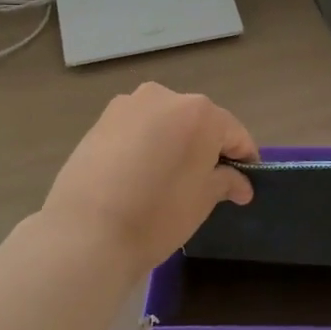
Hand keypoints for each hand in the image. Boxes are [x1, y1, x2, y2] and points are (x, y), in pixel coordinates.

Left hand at [41, 82, 258, 273]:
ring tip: (168, 178)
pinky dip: (146, 144)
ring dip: (174, 143)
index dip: (244, 159)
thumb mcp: (203, 200)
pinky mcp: (101, 120)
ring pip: (166, 122)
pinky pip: (138, 128)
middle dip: (207, 148)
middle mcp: (165, 97)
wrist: (86, 232)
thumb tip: (240, 183)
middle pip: (199, 121)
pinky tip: (139, 174)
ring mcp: (129, 105)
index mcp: (200, 113)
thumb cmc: (158, 214)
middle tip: (207, 182)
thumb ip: (226, 182)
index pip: (234, 134)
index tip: (244, 185)